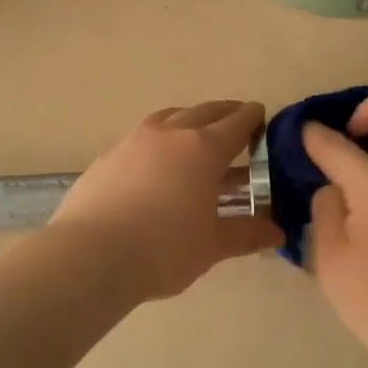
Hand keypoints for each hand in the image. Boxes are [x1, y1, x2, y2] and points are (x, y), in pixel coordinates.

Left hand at [52, 101, 282, 301]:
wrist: (91, 256)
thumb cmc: (164, 248)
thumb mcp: (213, 245)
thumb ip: (247, 234)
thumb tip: (277, 233)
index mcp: (204, 148)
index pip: (237, 122)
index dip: (254, 119)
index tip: (263, 120)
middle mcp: (170, 133)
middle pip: (205, 112)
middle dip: (225, 115)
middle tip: (237, 124)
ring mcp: (134, 141)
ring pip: (170, 118)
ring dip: (189, 122)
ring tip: (197, 138)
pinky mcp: (107, 157)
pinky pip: (142, 138)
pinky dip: (159, 142)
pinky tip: (157, 166)